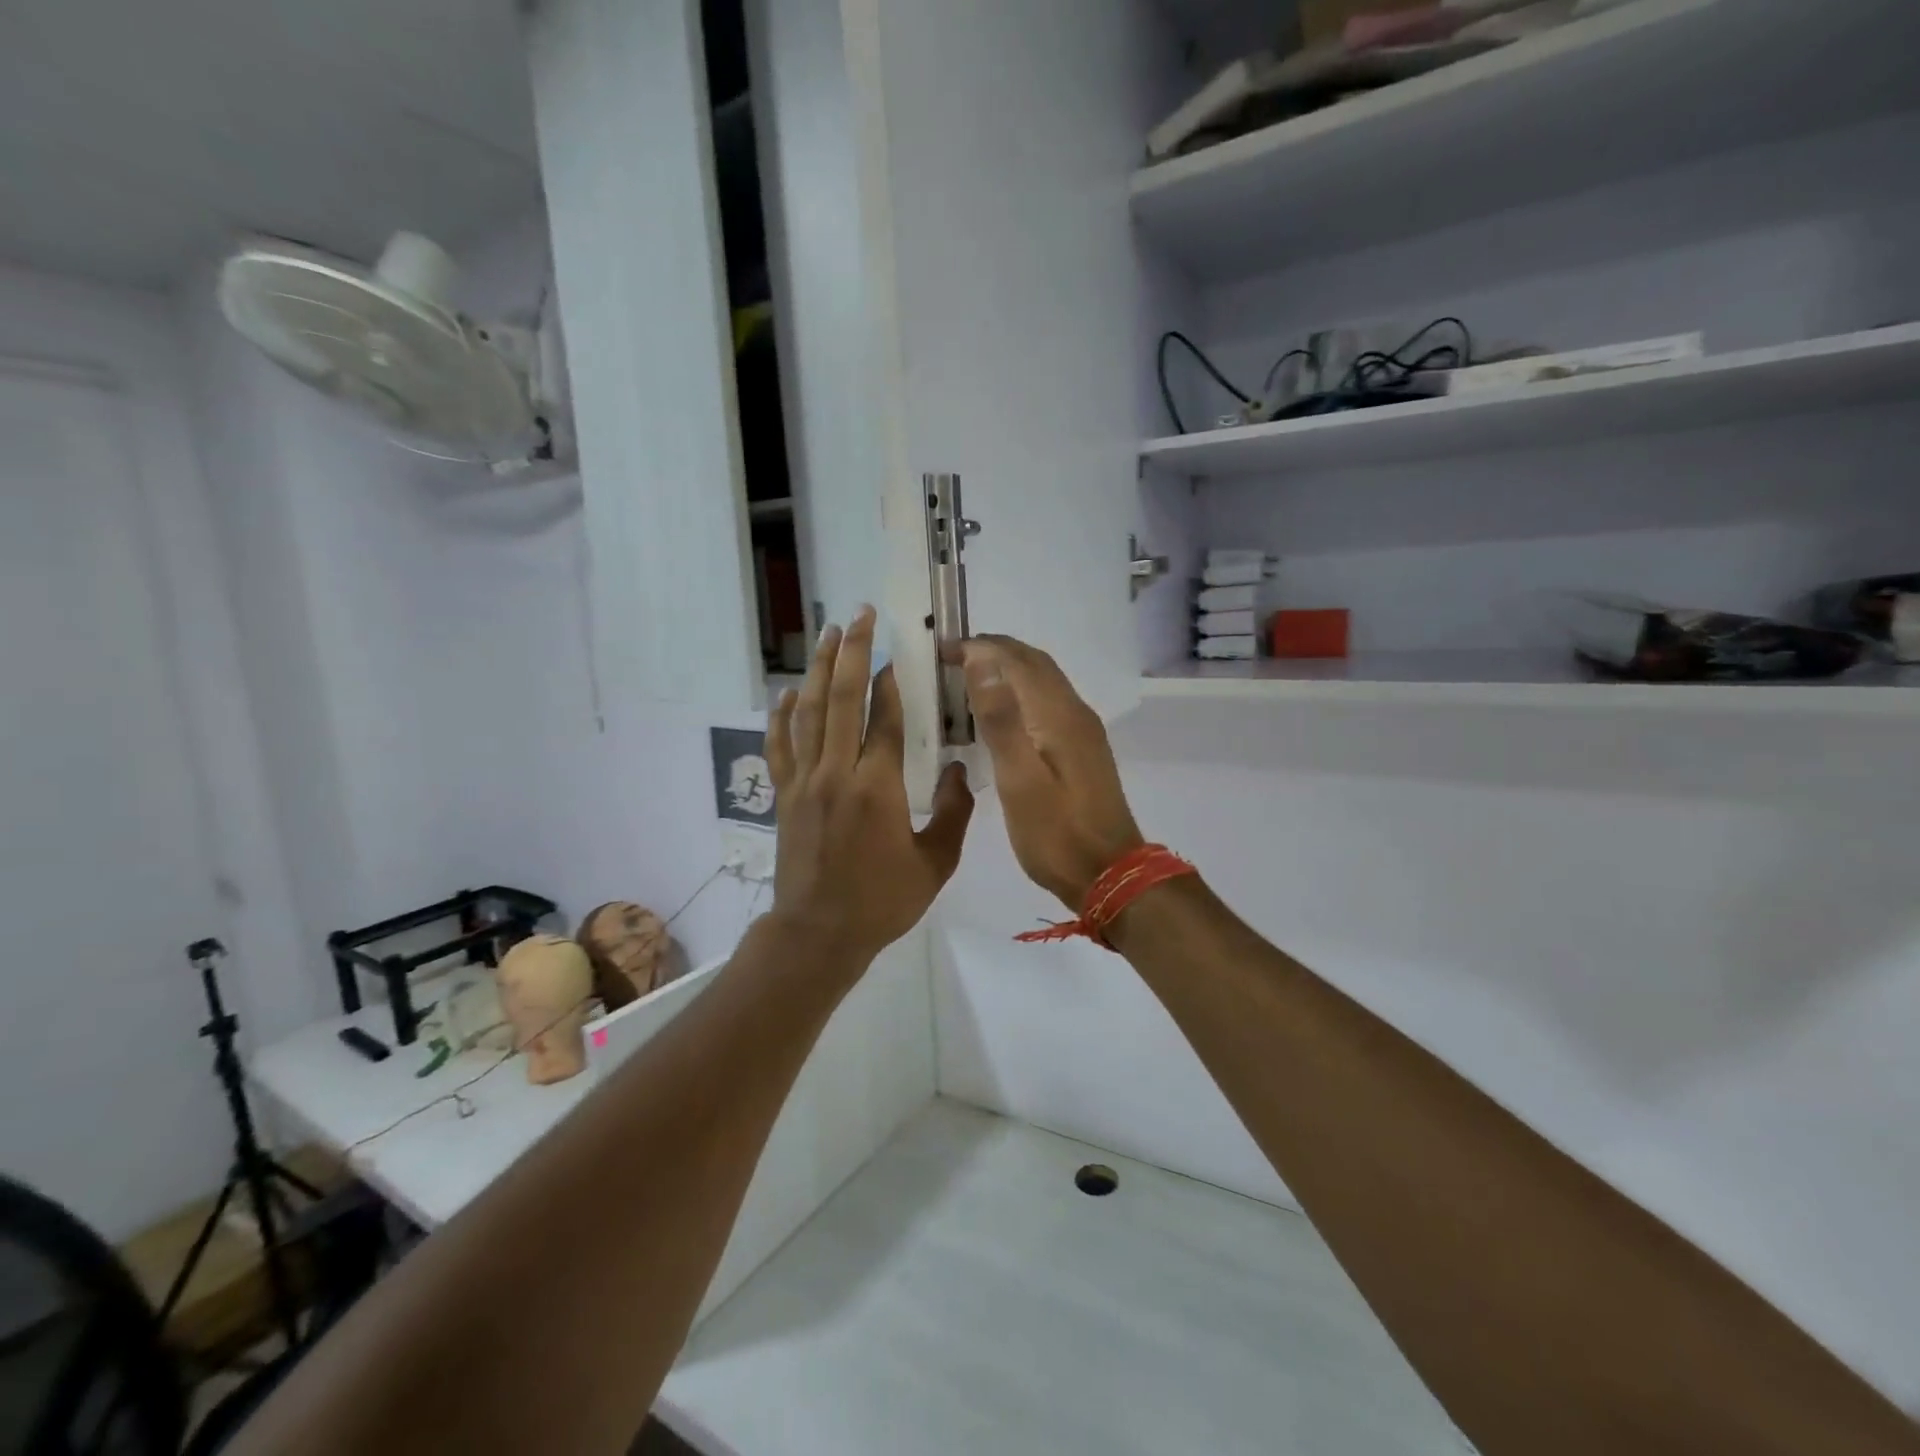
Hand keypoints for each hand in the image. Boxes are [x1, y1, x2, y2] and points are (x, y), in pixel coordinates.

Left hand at [765, 606, 974, 970]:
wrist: (818, 934)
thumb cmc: (881, 902)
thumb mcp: (935, 864)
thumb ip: (952, 812)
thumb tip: (955, 768)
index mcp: (876, 788)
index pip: (883, 718)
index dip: (892, 681)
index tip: (900, 653)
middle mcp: (836, 773)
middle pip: (842, 699)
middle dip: (853, 653)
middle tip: (861, 616)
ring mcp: (804, 782)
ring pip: (809, 713)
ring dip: (820, 670)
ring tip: (829, 634)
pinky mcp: (784, 795)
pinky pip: (780, 746)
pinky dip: (781, 716)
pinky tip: (786, 691)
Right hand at [953, 636, 1143, 909]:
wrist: (1110, 874)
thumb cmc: (1056, 833)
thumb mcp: (1020, 780)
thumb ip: (1001, 720)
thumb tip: (982, 661)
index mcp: (1058, 715)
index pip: (1016, 660)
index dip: (979, 647)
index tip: (940, 652)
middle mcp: (1075, 712)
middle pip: (1034, 663)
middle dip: (993, 651)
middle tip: (950, 659)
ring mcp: (1082, 730)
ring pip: (1044, 680)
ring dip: (1008, 669)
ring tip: (969, 678)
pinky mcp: (1082, 748)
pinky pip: (1049, 701)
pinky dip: (1021, 691)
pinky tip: (1002, 713)